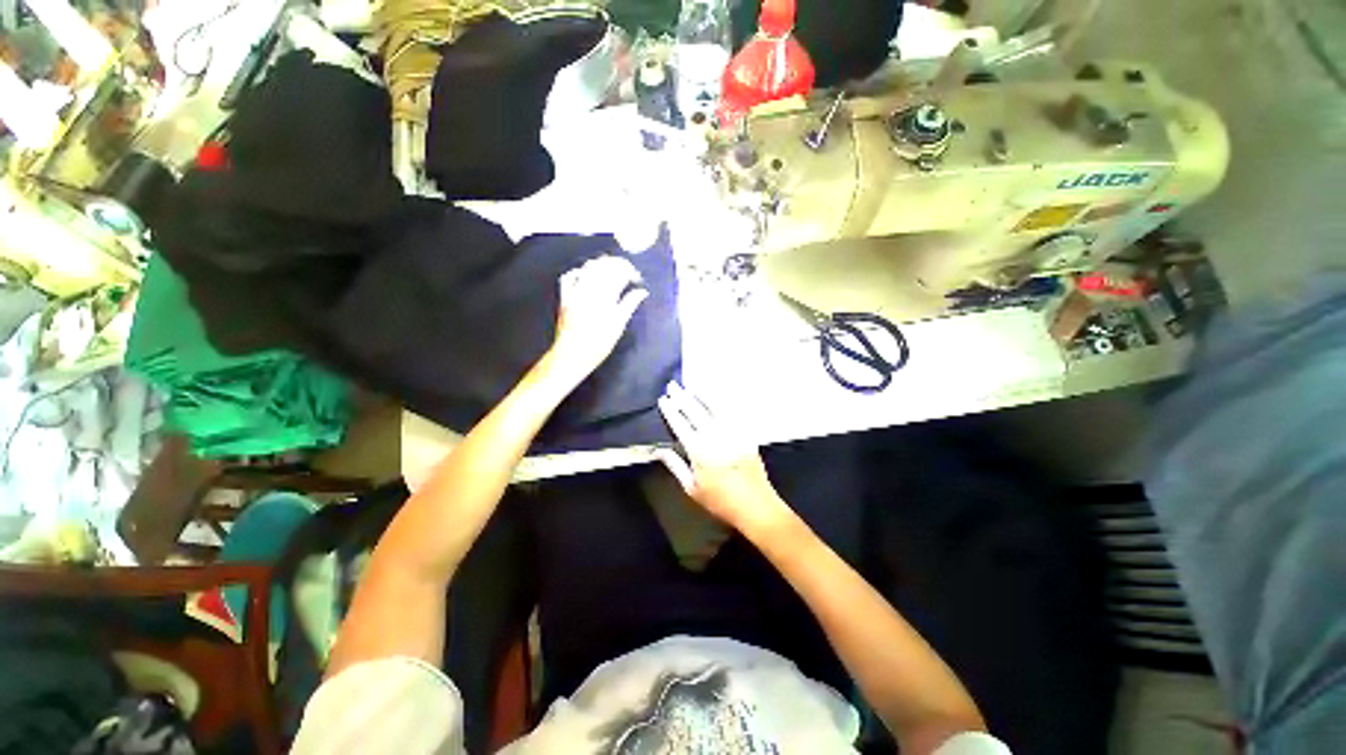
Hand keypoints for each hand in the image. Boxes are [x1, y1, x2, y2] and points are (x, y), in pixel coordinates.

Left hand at [545, 256, 648, 384]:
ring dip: (601, 265)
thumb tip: (642, 292)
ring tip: (611, 271)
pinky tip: (586, 274)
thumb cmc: (599, 343)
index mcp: (606, 295)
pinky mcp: (564, 296)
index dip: (630, 271)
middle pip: (604, 266)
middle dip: (618, 264)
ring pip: (588, 267)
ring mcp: (575, 291)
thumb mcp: (619, 325)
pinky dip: (579, 271)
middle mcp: (590, 289)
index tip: (637, 278)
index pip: (620, 273)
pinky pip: (569, 276)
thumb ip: (630, 304)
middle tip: (627, 271)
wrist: (572, 354)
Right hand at [656, 382, 794, 535]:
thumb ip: (676, 466)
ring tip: (692, 385)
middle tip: (673, 385)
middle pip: (695, 411)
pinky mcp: (745, 433)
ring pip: (714, 407)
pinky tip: (716, 397)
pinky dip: (722, 402)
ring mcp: (732, 433)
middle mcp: (714, 436)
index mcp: (699, 451)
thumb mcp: (692, 488)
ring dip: (701, 394)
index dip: (671, 410)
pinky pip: (732, 412)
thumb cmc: (720, 501)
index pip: (680, 425)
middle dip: (682, 396)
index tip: (663, 399)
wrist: (755, 505)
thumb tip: (660, 450)